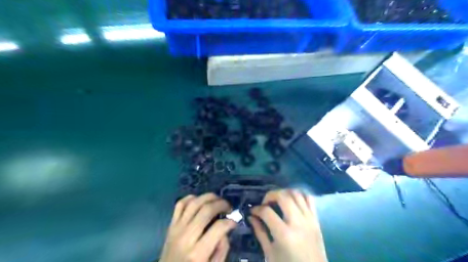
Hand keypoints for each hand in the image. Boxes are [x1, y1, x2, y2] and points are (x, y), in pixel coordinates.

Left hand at [160, 192, 235, 261]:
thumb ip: (222, 250)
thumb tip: (225, 230)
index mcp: (198, 253)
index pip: (218, 228)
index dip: (230, 222)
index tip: (234, 222)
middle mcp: (187, 237)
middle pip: (206, 210)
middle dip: (221, 204)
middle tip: (229, 208)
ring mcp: (177, 228)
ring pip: (194, 203)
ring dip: (209, 197)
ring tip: (218, 200)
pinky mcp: (171, 224)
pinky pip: (180, 204)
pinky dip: (191, 198)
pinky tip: (200, 200)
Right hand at [250, 189, 326, 260]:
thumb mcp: (270, 253)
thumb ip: (260, 232)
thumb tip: (251, 217)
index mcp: (284, 234)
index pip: (267, 212)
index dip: (257, 209)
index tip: (252, 211)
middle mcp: (298, 222)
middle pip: (283, 196)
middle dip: (270, 195)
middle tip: (265, 203)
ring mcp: (309, 219)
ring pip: (296, 194)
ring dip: (284, 193)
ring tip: (277, 201)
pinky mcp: (316, 219)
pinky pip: (309, 199)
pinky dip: (299, 195)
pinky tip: (292, 201)